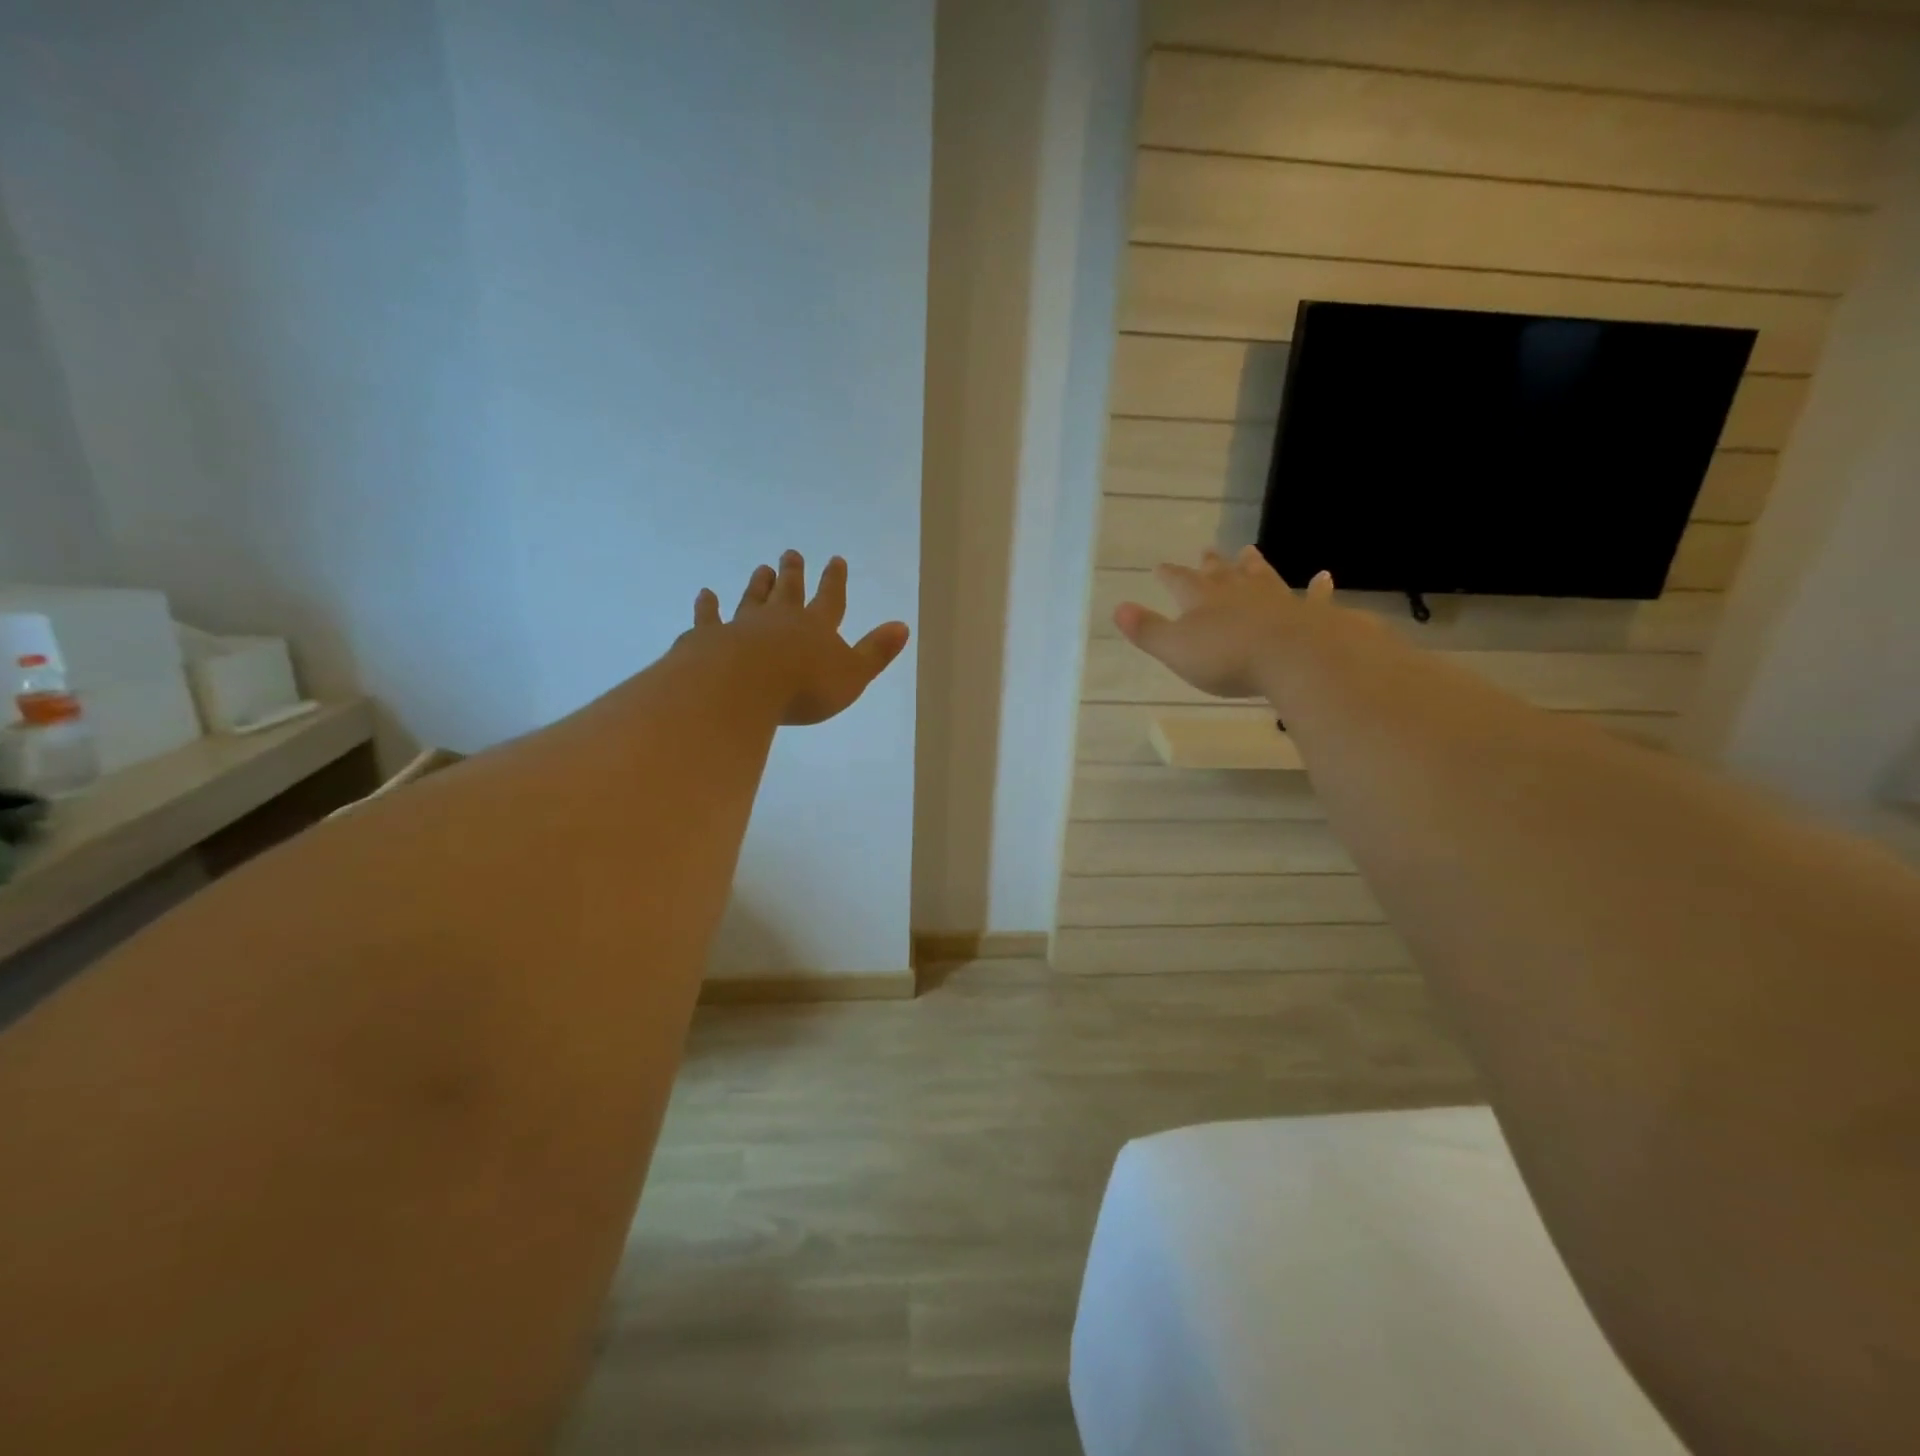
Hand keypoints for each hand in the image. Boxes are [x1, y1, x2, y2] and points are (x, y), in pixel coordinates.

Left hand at [687, 551, 910, 725]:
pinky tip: (706, 595)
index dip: (834, 581)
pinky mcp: (710, 638)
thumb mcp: (852, 675)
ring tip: (762, 569)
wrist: (741, 686)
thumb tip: (902, 626)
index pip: (830, 599)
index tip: (835, 560)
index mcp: (816, 628)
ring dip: (759, 585)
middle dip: (793, 573)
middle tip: (791, 553)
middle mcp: (780, 620)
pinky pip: (710, 618)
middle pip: (789, 592)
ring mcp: (742, 626)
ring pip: (753, 599)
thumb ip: (876, 652)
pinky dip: (708, 607)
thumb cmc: (803, 686)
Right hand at [1114, 546, 1333, 699]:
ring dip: (1253, 565)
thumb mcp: (1176, 648)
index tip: (1160, 566)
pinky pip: (1313, 597)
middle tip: (1207, 550)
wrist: (1294, 657)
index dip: (1169, 574)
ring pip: (1261, 577)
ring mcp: (1276, 599)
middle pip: (1221, 573)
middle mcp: (1238, 592)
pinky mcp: (1310, 614)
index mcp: (1202, 599)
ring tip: (1249, 551)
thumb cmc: (1228, 657)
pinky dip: (1317, 588)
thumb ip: (1148, 629)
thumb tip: (1118, 607)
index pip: (1180, 581)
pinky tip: (1324, 578)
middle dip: (1211, 564)